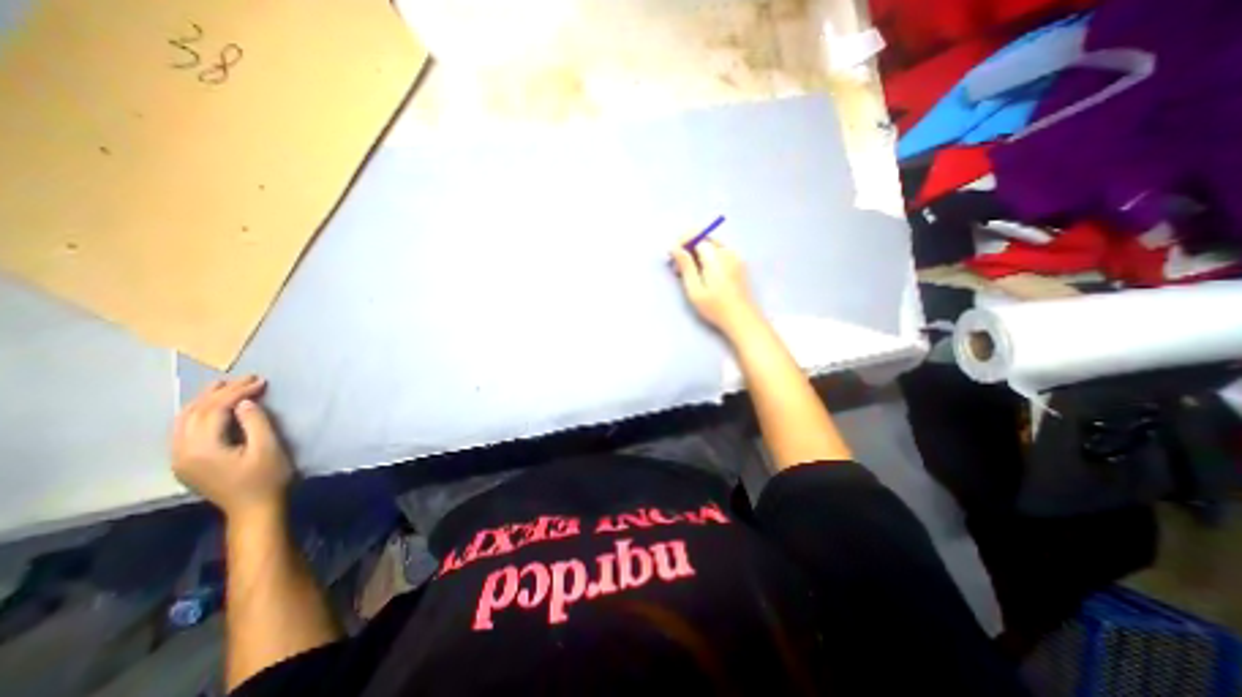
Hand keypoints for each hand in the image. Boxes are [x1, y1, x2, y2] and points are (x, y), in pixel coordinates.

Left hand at [171, 376, 294, 516]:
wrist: (255, 509)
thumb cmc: (267, 478)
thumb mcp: (268, 448)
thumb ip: (255, 423)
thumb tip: (245, 403)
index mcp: (201, 449)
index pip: (213, 411)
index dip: (237, 393)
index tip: (261, 381)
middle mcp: (182, 452)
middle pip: (194, 413)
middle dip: (220, 393)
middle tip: (247, 378)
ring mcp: (180, 459)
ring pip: (184, 421)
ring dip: (206, 401)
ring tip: (226, 386)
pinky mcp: (187, 462)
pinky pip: (185, 430)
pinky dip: (200, 413)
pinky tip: (213, 408)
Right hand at [675, 239, 762, 334]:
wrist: (742, 319)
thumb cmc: (715, 307)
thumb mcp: (695, 289)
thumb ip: (685, 265)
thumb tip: (674, 247)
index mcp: (715, 256)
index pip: (696, 236)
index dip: (681, 242)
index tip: (672, 257)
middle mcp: (727, 251)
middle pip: (704, 238)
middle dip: (688, 248)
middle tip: (678, 268)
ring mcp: (735, 256)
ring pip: (711, 245)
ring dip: (697, 254)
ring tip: (688, 273)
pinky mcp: (738, 263)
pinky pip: (719, 252)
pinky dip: (707, 258)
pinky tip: (702, 274)